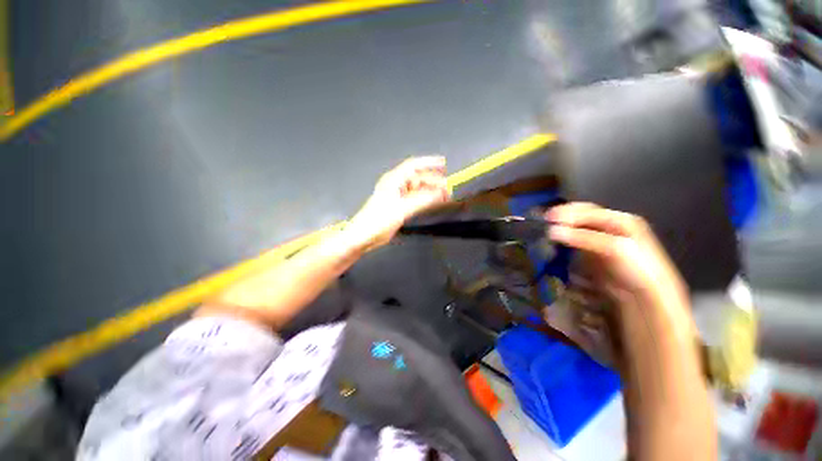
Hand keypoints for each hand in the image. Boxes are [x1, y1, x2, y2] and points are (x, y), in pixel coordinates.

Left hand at [346, 157, 450, 250]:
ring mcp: (397, 196)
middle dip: (433, 181)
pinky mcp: (399, 206)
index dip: (429, 163)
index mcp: (393, 180)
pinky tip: (433, 202)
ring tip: (444, 196)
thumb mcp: (402, 209)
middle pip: (418, 178)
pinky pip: (415, 199)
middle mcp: (396, 185)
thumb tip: (441, 193)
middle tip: (448, 188)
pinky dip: (425, 199)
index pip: (413, 166)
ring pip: (417, 189)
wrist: (364, 236)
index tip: (444, 164)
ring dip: (430, 191)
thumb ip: (423, 200)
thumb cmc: (379, 220)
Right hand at [545, 203, 687, 312]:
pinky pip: (577, 242)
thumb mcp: (614, 248)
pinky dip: (565, 240)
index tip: (547, 217)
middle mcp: (611, 227)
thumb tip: (551, 231)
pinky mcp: (595, 254)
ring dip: (562, 228)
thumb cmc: (636, 268)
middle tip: (544, 221)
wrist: (645, 297)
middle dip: (563, 217)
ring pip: (578, 228)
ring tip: (546, 231)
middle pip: (582, 216)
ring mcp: (603, 241)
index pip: (589, 210)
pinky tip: (556, 242)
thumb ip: (584, 237)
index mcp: (621, 220)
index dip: (567, 212)